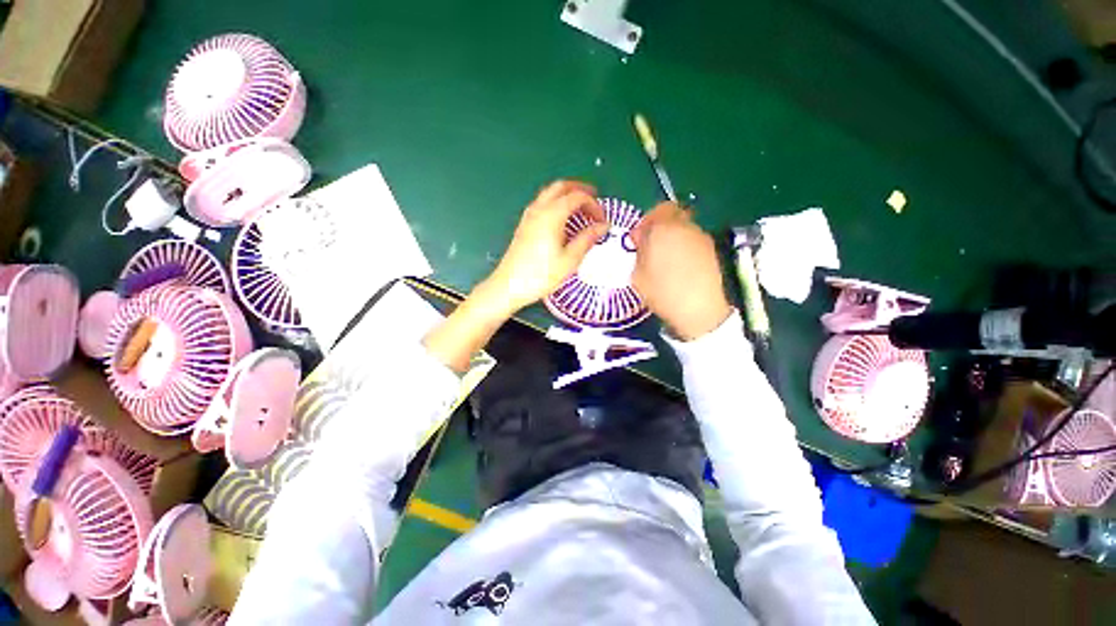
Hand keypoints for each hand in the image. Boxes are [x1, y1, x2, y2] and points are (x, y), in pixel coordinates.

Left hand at [478, 180, 608, 316]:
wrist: (510, 285)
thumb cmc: (541, 275)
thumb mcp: (570, 259)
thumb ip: (588, 239)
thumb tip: (602, 227)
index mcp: (552, 215)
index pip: (577, 197)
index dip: (593, 204)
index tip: (602, 220)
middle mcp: (539, 209)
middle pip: (561, 186)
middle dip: (580, 190)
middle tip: (594, 200)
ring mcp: (529, 216)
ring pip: (550, 193)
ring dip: (567, 195)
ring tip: (581, 210)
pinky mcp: (524, 224)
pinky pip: (542, 203)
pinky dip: (556, 203)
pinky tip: (563, 220)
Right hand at [632, 202, 732, 340]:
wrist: (700, 308)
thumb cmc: (662, 292)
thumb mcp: (638, 275)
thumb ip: (639, 253)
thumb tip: (641, 240)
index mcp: (663, 229)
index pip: (657, 210)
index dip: (647, 221)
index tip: (639, 238)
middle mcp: (685, 227)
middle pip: (673, 216)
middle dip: (661, 227)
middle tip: (652, 246)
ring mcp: (701, 237)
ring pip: (684, 229)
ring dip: (674, 238)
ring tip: (666, 259)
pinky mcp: (712, 250)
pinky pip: (693, 241)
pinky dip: (685, 248)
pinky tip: (680, 267)